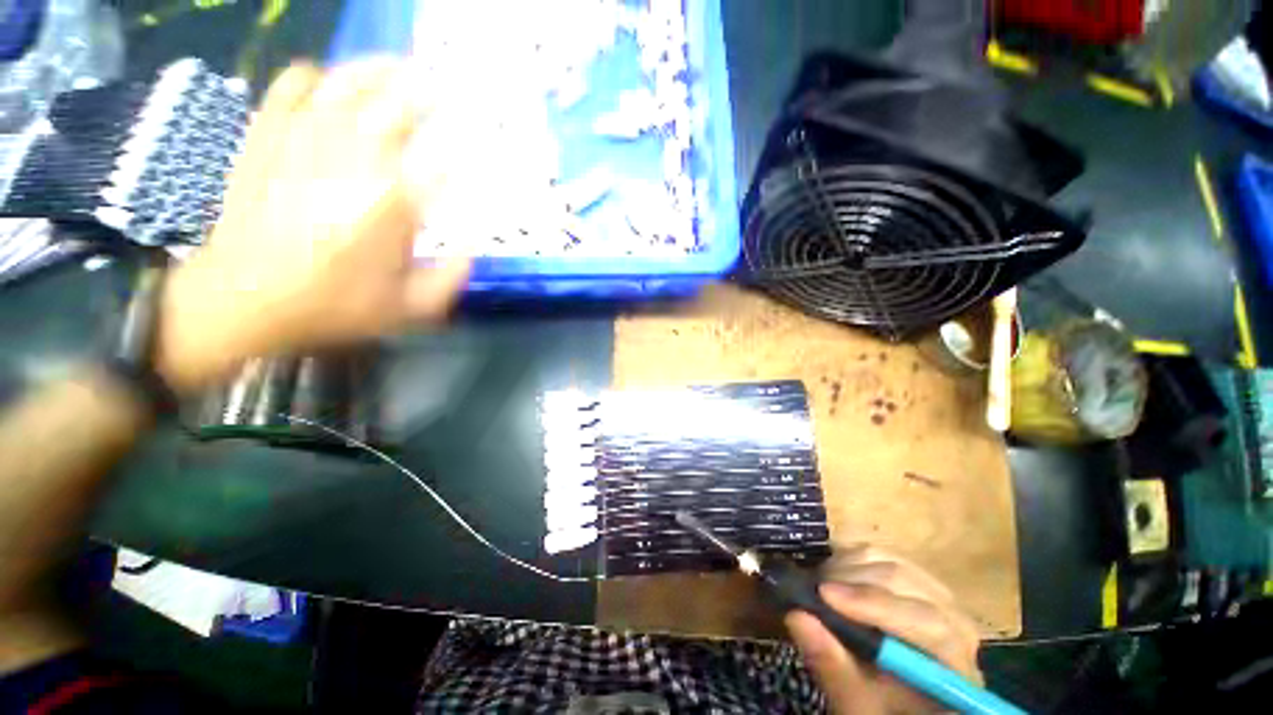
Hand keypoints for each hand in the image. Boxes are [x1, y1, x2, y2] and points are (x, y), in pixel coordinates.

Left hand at [155, 60, 470, 391]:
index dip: (463, 147)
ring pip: (345, 85)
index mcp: (393, 206)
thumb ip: (453, 275)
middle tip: (440, 87)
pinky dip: (310, 76)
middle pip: (393, 107)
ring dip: (375, 71)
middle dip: (422, 93)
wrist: (243, 300)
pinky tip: (324, 79)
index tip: (476, 143)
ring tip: (396, 66)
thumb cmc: (334, 306)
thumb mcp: (411, 307)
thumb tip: (476, 242)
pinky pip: (289, 88)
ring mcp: (303, 142)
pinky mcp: (266, 138)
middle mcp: (352, 161)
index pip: (441, 161)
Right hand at [785, 547, 982, 713]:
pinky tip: (833, 576)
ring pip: (889, 561)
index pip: (927, 623)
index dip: (874, 604)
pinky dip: (850, 559)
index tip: (824, 595)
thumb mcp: (857, 703)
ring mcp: (936, 594)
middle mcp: (956, 621)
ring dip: (847, 568)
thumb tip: (797, 615)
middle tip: (812, 589)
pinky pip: (881, 554)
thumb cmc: (882, 709)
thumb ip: (833, 666)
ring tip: (819, 585)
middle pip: (905, 582)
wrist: (897, 701)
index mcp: (954, 663)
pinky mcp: (914, 579)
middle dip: (851, 581)